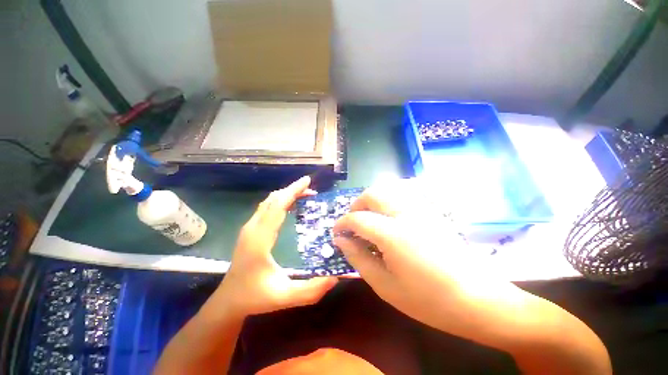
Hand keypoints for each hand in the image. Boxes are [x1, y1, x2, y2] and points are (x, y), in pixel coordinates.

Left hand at [213, 176, 337, 318]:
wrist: (228, 300)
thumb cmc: (255, 297)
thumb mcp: (285, 297)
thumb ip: (311, 290)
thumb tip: (335, 278)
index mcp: (260, 240)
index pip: (277, 207)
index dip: (293, 191)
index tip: (308, 181)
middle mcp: (252, 228)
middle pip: (273, 200)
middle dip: (293, 190)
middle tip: (312, 189)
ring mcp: (249, 228)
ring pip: (268, 202)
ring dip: (286, 194)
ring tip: (305, 194)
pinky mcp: (250, 230)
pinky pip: (266, 208)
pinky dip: (280, 201)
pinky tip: (291, 205)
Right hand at [332, 181, 501, 332]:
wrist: (477, 299)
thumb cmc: (428, 300)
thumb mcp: (385, 285)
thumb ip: (358, 258)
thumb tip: (341, 240)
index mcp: (393, 234)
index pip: (358, 218)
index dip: (343, 224)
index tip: (336, 233)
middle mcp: (406, 213)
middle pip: (372, 194)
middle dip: (356, 205)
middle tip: (352, 222)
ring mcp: (421, 209)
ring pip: (389, 188)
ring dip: (372, 199)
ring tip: (368, 216)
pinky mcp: (431, 211)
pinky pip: (405, 193)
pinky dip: (390, 197)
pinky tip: (389, 213)